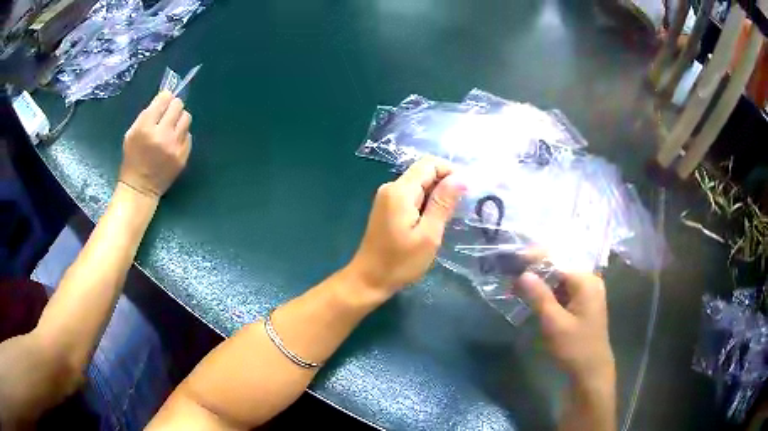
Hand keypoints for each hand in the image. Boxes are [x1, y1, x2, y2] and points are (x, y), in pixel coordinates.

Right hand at [119, 91, 191, 197]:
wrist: (140, 188)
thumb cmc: (132, 159)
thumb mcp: (131, 133)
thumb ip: (147, 115)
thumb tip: (164, 98)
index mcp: (146, 127)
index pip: (165, 98)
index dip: (164, 98)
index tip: (163, 102)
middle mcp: (162, 135)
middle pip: (178, 105)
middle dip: (173, 107)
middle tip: (167, 115)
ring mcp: (175, 146)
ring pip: (186, 118)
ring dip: (179, 120)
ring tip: (171, 128)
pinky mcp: (183, 156)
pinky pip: (188, 135)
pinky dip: (182, 135)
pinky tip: (173, 143)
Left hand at [347, 157, 465, 298]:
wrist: (369, 280)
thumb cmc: (400, 262)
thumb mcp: (428, 235)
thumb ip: (443, 203)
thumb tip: (460, 177)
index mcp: (400, 191)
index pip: (429, 164)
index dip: (451, 171)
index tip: (467, 190)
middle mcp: (391, 187)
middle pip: (423, 172)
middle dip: (445, 183)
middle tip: (461, 207)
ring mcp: (387, 197)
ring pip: (419, 184)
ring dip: (437, 194)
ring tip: (450, 216)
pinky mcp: (387, 208)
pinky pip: (412, 195)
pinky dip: (426, 202)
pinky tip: (434, 220)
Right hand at [517, 272, 614, 385]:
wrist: (591, 372)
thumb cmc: (575, 348)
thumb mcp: (554, 323)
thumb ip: (539, 296)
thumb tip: (523, 273)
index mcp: (586, 281)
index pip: (557, 261)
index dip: (533, 259)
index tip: (512, 261)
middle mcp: (589, 281)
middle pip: (558, 268)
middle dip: (535, 271)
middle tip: (511, 277)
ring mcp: (587, 292)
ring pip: (559, 280)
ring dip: (539, 283)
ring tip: (517, 287)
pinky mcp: (583, 303)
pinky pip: (563, 291)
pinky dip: (548, 293)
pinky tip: (532, 298)